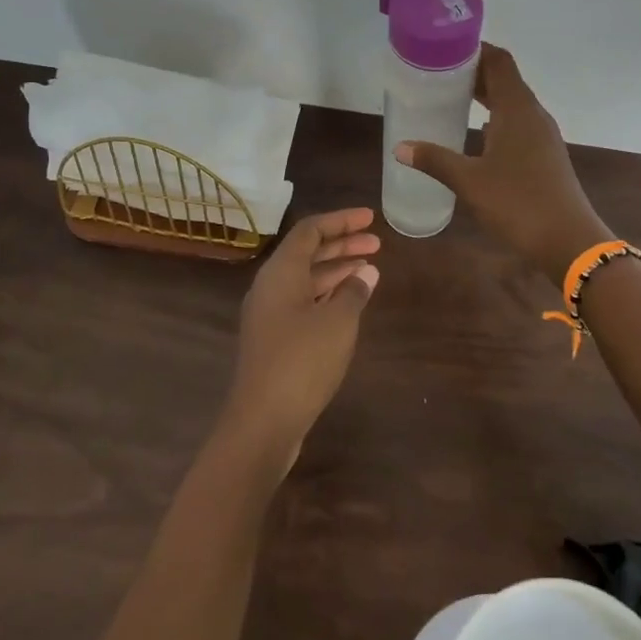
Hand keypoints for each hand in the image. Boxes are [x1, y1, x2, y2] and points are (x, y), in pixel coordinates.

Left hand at [223, 208, 380, 467]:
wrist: (263, 421)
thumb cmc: (302, 361)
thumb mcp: (338, 322)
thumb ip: (354, 291)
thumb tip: (366, 272)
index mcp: (280, 273)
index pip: (310, 231)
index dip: (341, 221)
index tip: (371, 218)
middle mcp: (270, 287)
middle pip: (307, 253)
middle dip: (342, 245)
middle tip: (377, 243)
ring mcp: (270, 314)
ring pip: (306, 279)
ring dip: (337, 271)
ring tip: (370, 270)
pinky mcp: (275, 338)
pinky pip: (304, 302)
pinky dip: (328, 295)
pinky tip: (350, 302)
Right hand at [395, 44, 610, 284]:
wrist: (568, 240)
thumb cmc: (518, 203)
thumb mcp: (469, 181)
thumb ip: (435, 160)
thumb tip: (401, 147)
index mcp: (517, 109)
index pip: (499, 61)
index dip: (474, 49)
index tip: (444, 48)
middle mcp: (533, 114)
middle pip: (505, 79)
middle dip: (474, 73)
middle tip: (438, 74)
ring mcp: (543, 135)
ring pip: (512, 102)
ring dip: (486, 96)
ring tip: (452, 98)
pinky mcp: (546, 155)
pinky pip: (518, 123)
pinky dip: (496, 118)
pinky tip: (477, 134)